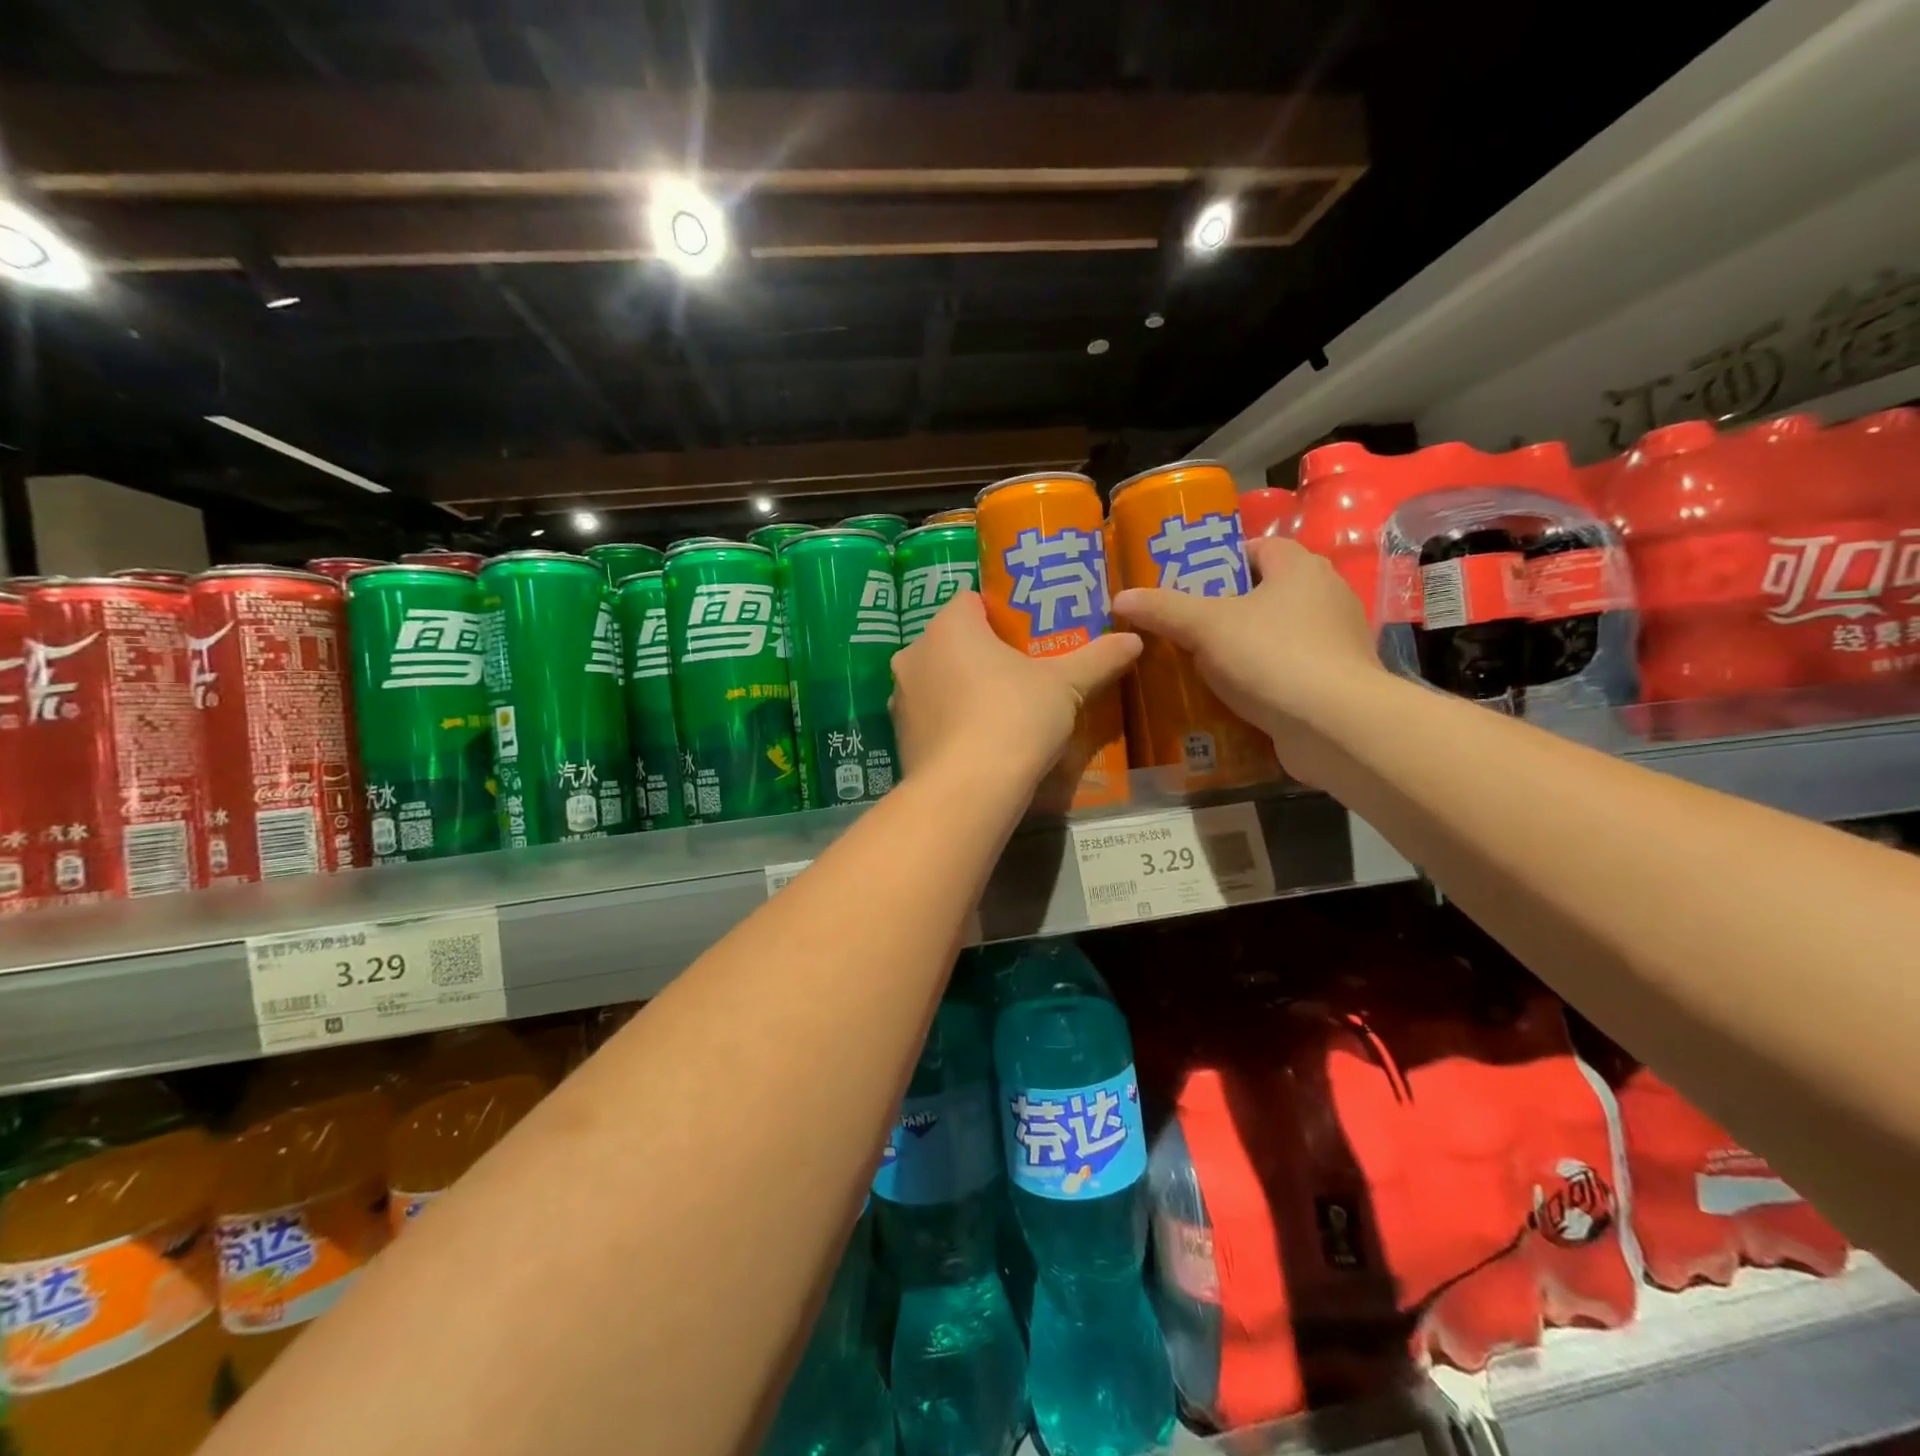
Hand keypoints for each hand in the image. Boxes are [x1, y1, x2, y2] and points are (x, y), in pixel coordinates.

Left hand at [890, 591, 1140, 791]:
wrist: (967, 792)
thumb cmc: (1014, 718)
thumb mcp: (1065, 686)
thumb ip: (1098, 659)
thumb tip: (1134, 640)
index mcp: (949, 626)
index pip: (971, 601)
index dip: (1000, 615)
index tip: (1027, 637)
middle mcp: (914, 654)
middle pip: (953, 642)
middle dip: (983, 655)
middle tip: (1022, 674)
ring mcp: (900, 698)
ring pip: (938, 681)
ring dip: (964, 690)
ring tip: (1002, 713)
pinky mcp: (900, 738)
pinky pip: (931, 718)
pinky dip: (951, 724)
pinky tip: (980, 744)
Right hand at [1113, 537, 1382, 782]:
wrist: (1334, 725)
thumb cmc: (1271, 656)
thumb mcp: (1205, 627)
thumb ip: (1163, 609)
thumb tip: (1120, 597)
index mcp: (1300, 568)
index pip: (1259, 548)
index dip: (1222, 561)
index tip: (1188, 584)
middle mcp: (1326, 595)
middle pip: (1267, 592)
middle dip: (1227, 608)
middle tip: (1185, 627)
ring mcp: (1336, 641)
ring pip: (1278, 633)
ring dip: (1243, 646)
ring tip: (1200, 664)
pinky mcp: (1335, 681)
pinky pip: (1289, 669)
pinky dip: (1262, 678)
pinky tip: (1232, 696)